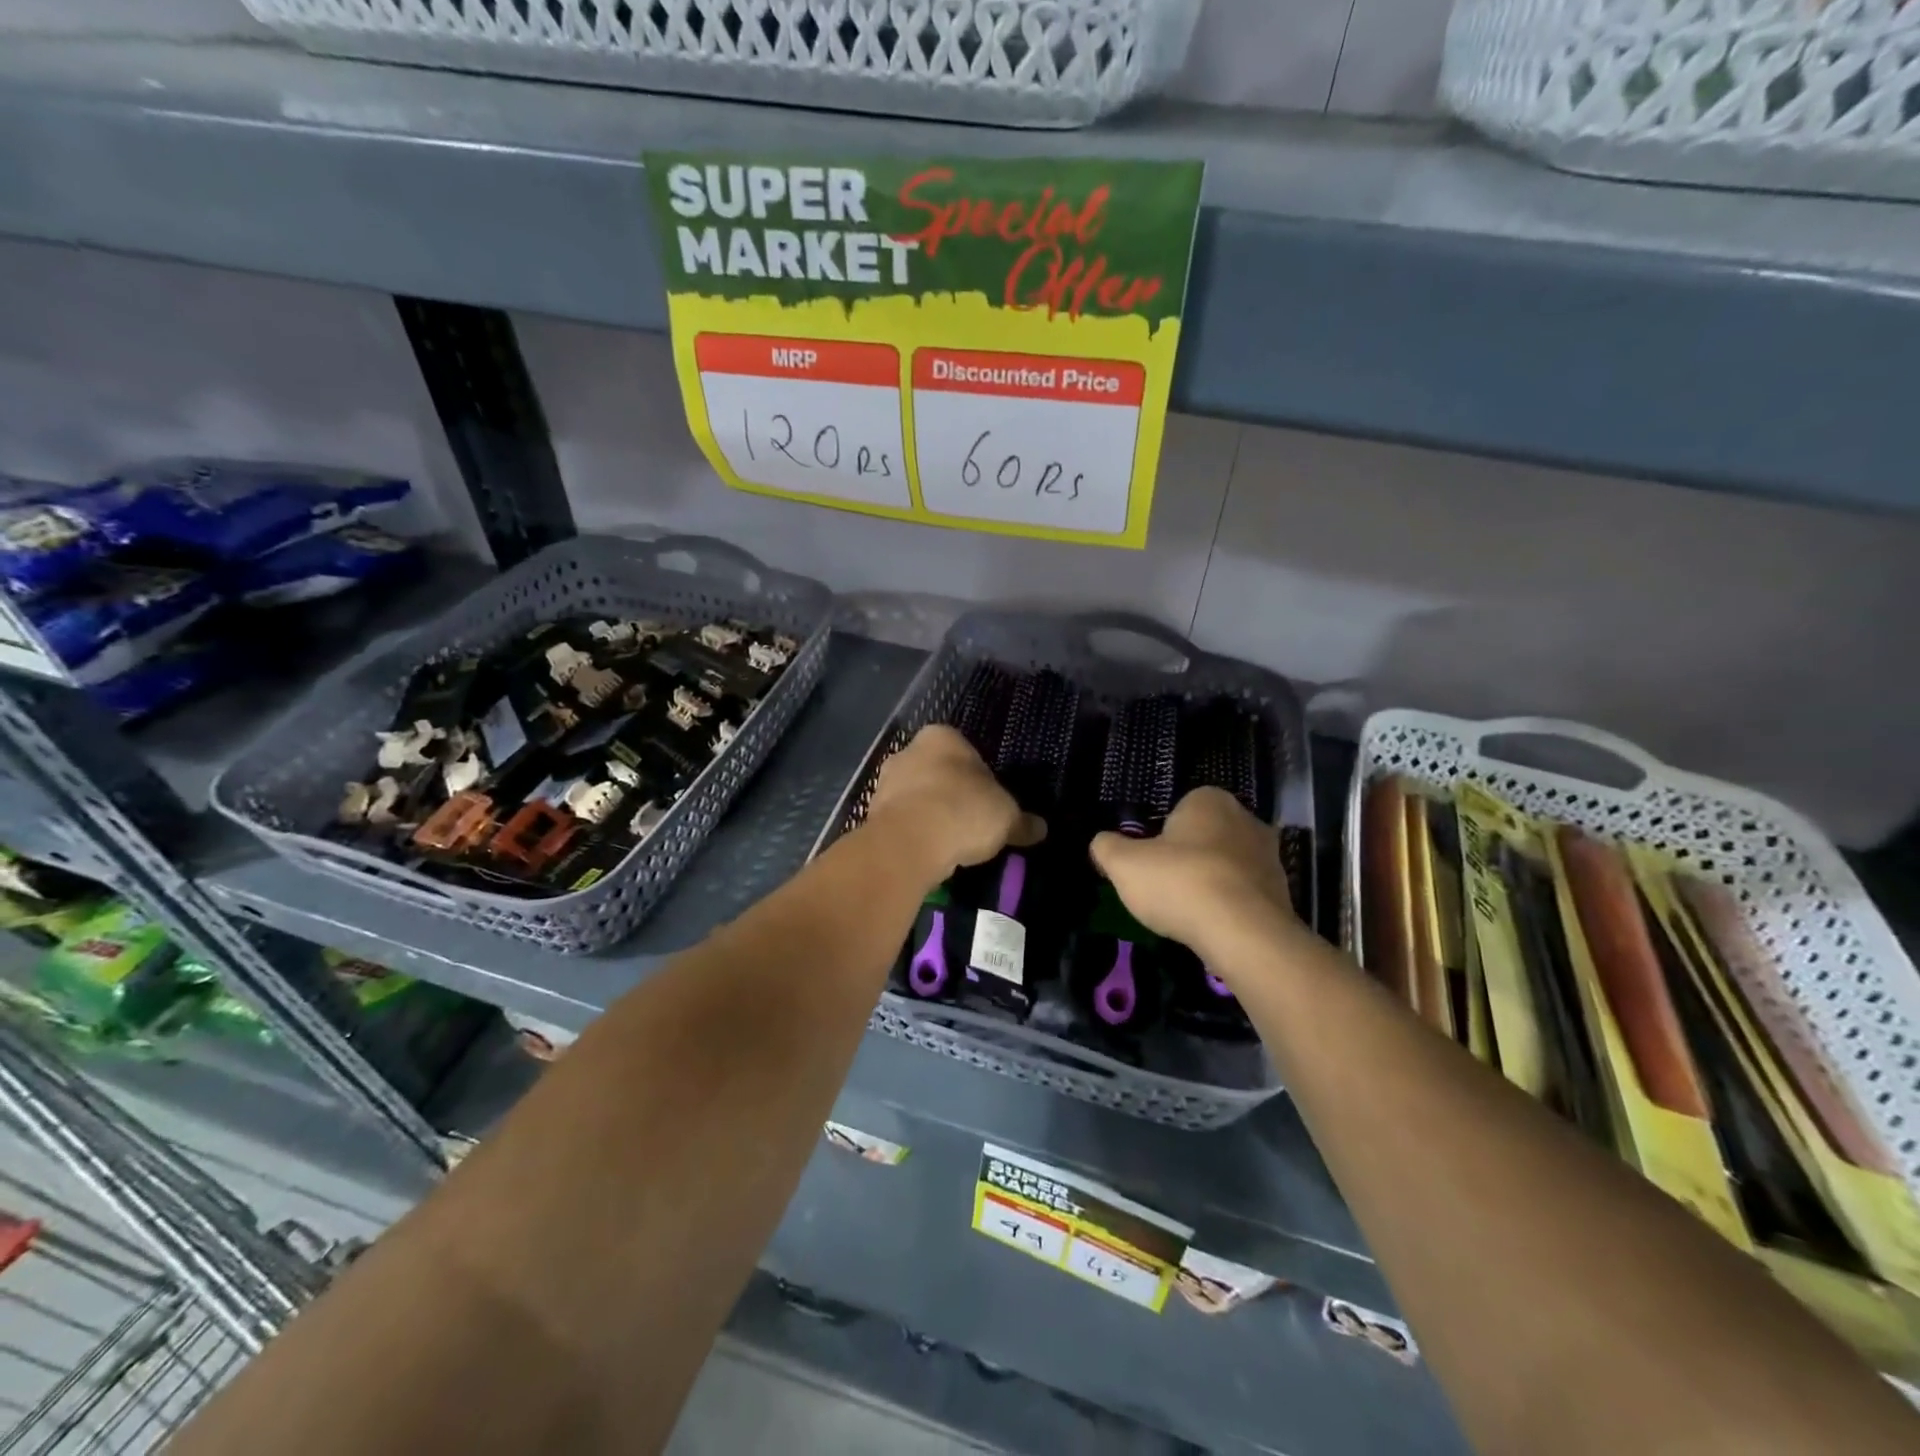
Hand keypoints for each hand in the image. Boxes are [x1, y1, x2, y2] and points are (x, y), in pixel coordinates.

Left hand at [863, 726, 1044, 882]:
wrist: (909, 843)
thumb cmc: (964, 811)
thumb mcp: (1006, 817)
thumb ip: (1022, 821)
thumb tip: (1040, 828)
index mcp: (942, 736)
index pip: (967, 752)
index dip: (981, 778)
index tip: (989, 803)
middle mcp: (908, 750)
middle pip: (938, 772)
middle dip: (952, 794)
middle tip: (971, 824)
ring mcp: (885, 781)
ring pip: (916, 796)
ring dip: (930, 814)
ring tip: (951, 844)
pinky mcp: (870, 812)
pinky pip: (901, 821)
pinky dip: (914, 834)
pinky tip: (929, 853)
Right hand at [1090, 787, 1294, 952]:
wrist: (1244, 934)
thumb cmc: (1180, 883)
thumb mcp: (1123, 864)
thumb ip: (1107, 847)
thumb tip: (1102, 843)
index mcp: (1210, 800)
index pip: (1179, 808)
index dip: (1160, 835)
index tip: (1148, 862)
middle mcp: (1246, 819)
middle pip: (1205, 836)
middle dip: (1187, 857)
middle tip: (1164, 885)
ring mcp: (1270, 856)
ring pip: (1227, 865)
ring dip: (1209, 882)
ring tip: (1187, 911)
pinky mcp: (1283, 893)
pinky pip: (1245, 894)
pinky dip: (1229, 906)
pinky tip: (1212, 926)